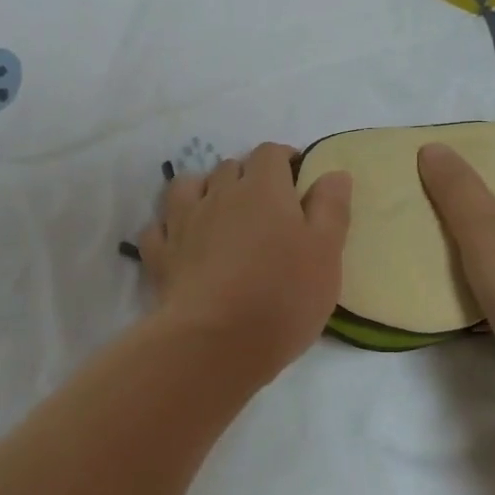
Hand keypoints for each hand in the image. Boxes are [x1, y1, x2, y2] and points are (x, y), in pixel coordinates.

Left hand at [137, 143, 351, 385]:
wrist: (216, 341)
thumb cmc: (283, 296)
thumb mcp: (326, 253)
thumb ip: (331, 208)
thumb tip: (333, 172)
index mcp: (263, 189)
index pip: (270, 153)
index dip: (284, 159)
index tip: (296, 179)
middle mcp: (219, 194)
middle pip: (230, 167)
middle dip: (247, 177)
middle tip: (265, 207)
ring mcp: (183, 222)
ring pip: (188, 186)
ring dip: (204, 191)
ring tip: (219, 214)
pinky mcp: (160, 253)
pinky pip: (160, 227)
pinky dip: (171, 228)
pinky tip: (182, 242)